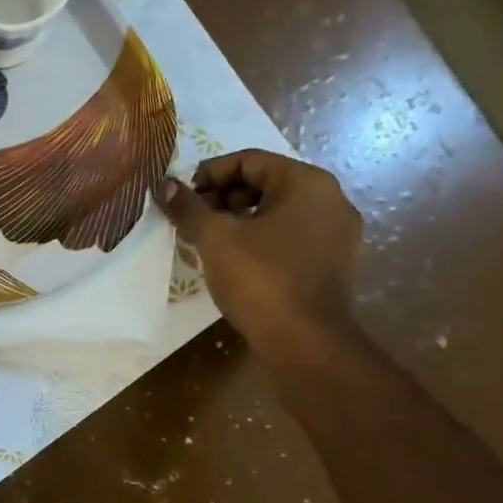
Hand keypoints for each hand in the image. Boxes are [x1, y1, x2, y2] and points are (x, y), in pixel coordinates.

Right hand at [157, 150, 362, 356]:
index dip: (209, 173)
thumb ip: (189, 208)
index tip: (182, 196)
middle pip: (265, 183)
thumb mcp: (215, 239)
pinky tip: (234, 260)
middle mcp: (330, 199)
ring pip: (277, 212)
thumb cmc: (261, 279)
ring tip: (207, 240)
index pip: (249, 160)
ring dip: (239, 219)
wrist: (306, 342)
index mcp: (307, 182)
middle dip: (223, 197)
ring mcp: (336, 233)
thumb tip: (165, 186)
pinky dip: (260, 239)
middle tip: (191, 219)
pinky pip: (290, 236)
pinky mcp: (333, 263)